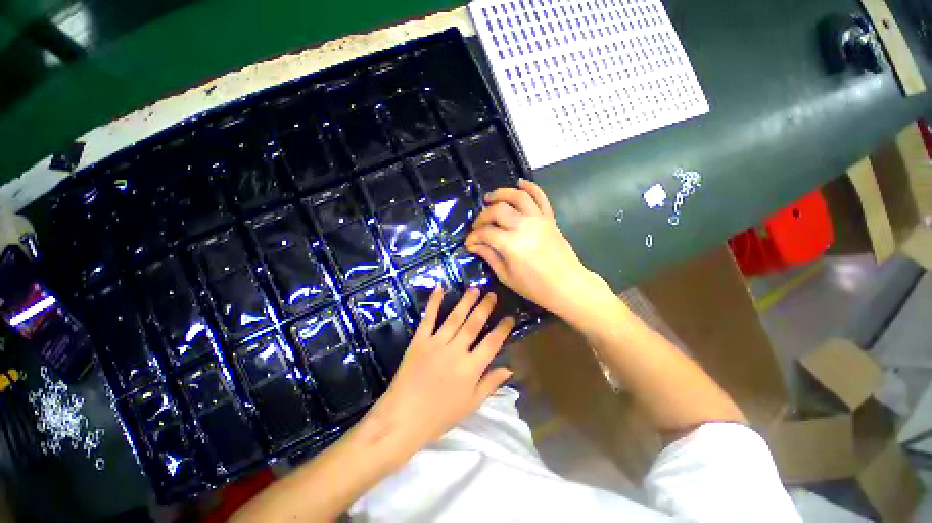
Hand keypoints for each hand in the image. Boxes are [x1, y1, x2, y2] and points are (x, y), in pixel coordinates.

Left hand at [364, 287, 514, 459]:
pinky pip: (429, 318)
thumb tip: (509, 368)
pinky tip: (440, 289)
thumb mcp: (471, 404)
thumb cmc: (440, 415)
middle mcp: (456, 351)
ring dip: (466, 302)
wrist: (403, 418)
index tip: (510, 316)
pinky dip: (434, 302)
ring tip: (475, 289)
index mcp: (471, 368)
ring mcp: (437, 343)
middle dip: (485, 308)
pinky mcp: (419, 340)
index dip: (503, 328)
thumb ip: (491, 384)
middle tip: (492, 294)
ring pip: (455, 317)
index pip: (492, 343)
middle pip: (474, 324)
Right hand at [465, 179, 606, 317]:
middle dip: (483, 216)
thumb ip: (489, 257)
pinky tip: (520, 183)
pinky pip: (540, 197)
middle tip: (477, 225)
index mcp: (512, 244)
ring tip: (490, 198)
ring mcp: (539, 219)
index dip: (473, 236)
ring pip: (517, 196)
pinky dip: (530, 187)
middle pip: (497, 210)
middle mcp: (524, 226)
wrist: (568, 286)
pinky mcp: (549, 218)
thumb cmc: (536, 287)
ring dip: (501, 193)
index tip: (469, 243)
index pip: (485, 232)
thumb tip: (474, 246)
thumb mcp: (507, 276)